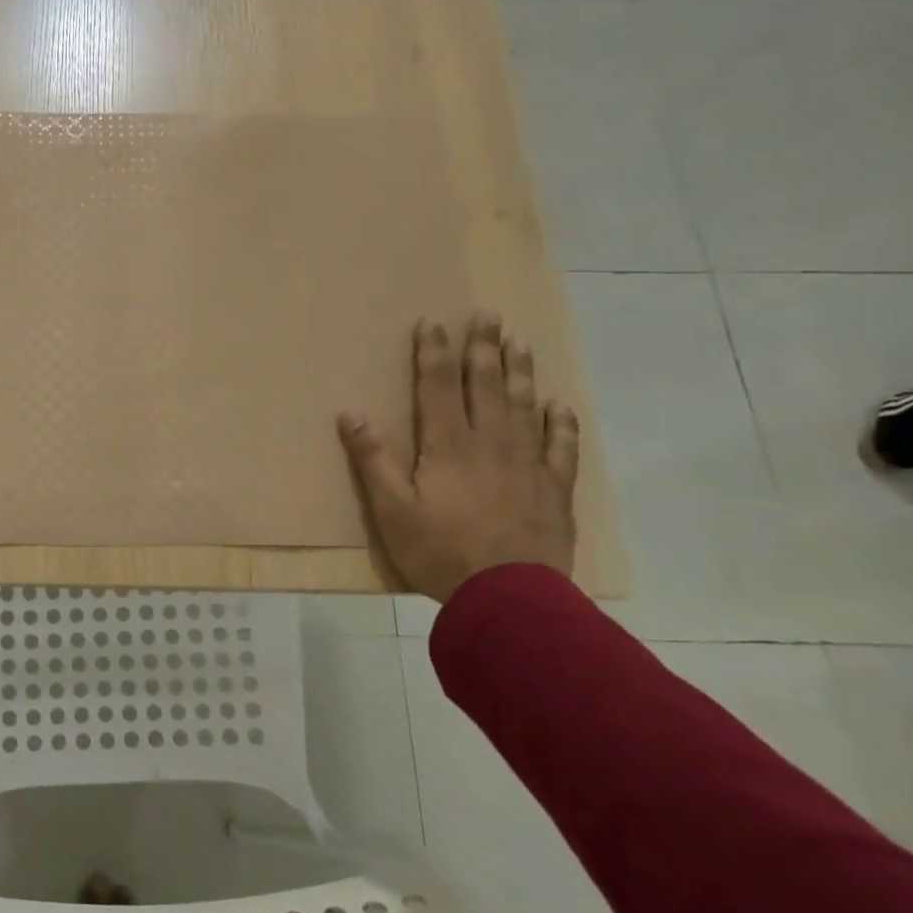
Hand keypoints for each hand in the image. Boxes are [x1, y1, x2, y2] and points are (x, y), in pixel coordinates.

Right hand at [338, 313, 578, 601]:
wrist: (509, 597)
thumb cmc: (439, 551)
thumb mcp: (390, 509)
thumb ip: (373, 459)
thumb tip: (350, 413)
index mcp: (448, 445)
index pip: (438, 387)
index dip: (434, 352)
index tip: (433, 323)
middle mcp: (490, 443)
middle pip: (486, 386)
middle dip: (484, 348)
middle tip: (488, 315)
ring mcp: (527, 464)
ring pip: (525, 406)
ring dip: (521, 372)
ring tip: (520, 343)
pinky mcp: (553, 489)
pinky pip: (561, 447)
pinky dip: (561, 423)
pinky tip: (561, 406)